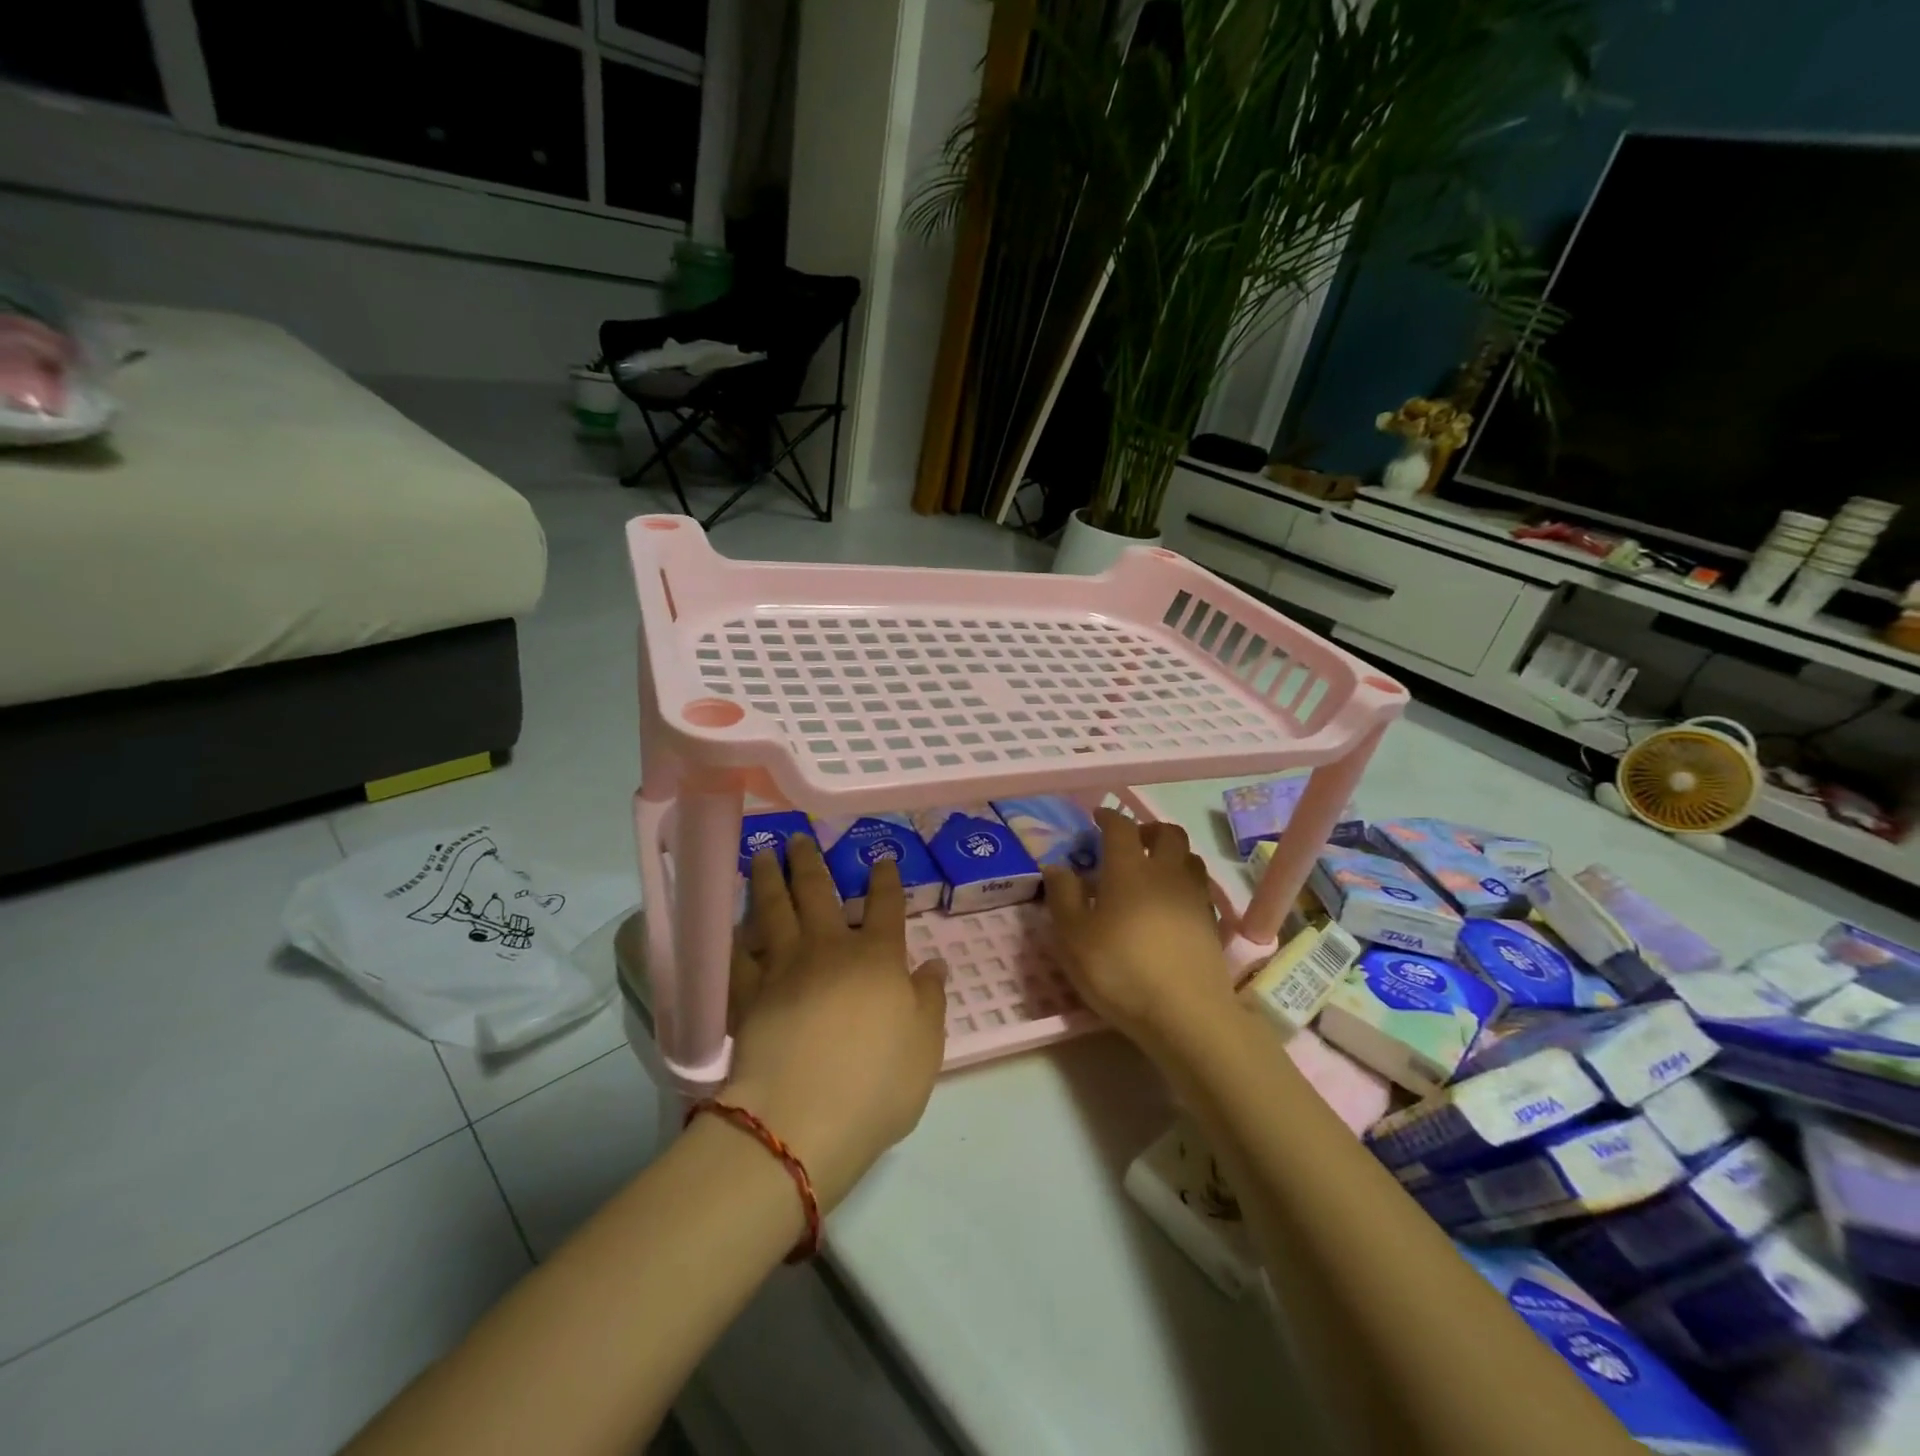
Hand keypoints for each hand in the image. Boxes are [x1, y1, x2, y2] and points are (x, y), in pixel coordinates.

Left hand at [723, 836, 949, 1210]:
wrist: (800, 1119)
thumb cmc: (876, 1084)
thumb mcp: (926, 1047)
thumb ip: (930, 1001)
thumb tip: (933, 965)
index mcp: (876, 958)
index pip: (885, 906)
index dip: (885, 879)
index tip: (882, 858)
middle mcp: (828, 949)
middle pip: (819, 893)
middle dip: (812, 861)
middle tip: (800, 836)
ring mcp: (782, 968)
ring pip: (773, 910)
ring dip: (769, 879)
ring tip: (764, 854)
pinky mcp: (745, 995)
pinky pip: (737, 956)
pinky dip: (733, 937)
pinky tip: (730, 924)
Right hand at [1044, 809, 1237, 1060]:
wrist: (1186, 1014)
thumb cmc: (1120, 970)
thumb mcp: (1073, 937)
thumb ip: (1063, 897)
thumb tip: (1057, 866)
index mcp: (1129, 869)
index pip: (1121, 827)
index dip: (1108, 817)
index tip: (1097, 818)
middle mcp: (1166, 873)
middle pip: (1167, 833)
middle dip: (1148, 829)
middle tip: (1130, 841)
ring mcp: (1194, 897)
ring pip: (1189, 858)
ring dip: (1171, 854)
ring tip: (1153, 871)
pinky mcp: (1213, 924)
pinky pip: (1200, 888)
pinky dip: (1185, 884)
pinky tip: (1172, 905)